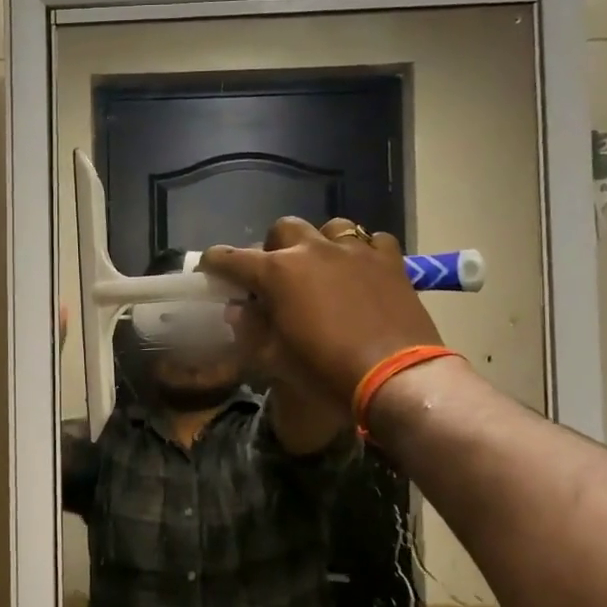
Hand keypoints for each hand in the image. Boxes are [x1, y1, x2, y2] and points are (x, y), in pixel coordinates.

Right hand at [204, 216, 443, 405]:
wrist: (396, 378)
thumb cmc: (325, 371)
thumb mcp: (274, 358)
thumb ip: (249, 328)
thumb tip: (238, 310)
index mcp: (276, 272)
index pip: (232, 258)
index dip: (216, 262)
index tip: (210, 268)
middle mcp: (312, 250)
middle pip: (282, 229)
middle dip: (273, 247)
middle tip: (276, 275)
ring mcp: (354, 251)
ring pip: (330, 228)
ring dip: (319, 243)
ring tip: (323, 267)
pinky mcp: (390, 260)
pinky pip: (373, 242)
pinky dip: (363, 252)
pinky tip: (363, 271)